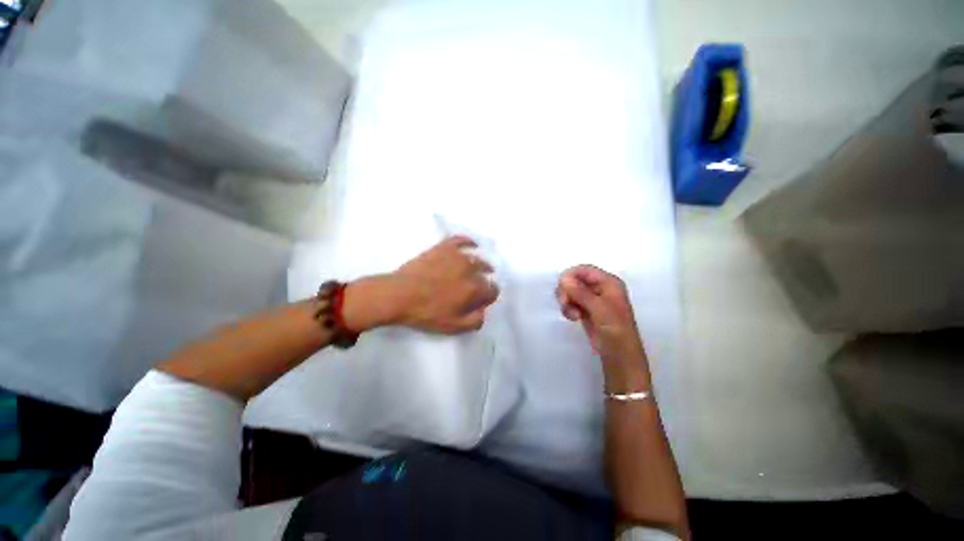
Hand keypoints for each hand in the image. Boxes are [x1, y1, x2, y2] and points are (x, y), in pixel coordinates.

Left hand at [344, 236, 498, 333]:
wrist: (399, 295)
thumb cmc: (426, 313)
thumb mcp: (453, 326)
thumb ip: (475, 320)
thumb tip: (484, 311)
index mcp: (475, 289)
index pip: (493, 290)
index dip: (488, 296)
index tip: (481, 300)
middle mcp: (471, 269)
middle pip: (486, 273)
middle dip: (484, 280)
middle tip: (474, 287)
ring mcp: (458, 255)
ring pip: (477, 257)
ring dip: (480, 264)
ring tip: (475, 268)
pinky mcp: (444, 247)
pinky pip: (461, 240)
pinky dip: (469, 241)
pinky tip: (472, 244)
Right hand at [556, 265, 645, 364]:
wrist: (619, 356)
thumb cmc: (615, 330)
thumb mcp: (599, 309)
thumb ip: (580, 292)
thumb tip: (563, 278)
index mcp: (609, 283)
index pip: (584, 270)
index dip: (571, 275)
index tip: (562, 288)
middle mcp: (600, 288)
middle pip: (575, 279)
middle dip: (567, 291)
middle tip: (565, 303)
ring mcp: (592, 299)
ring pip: (570, 291)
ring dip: (567, 301)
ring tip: (573, 315)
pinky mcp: (585, 310)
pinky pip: (570, 302)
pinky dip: (568, 308)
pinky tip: (573, 318)